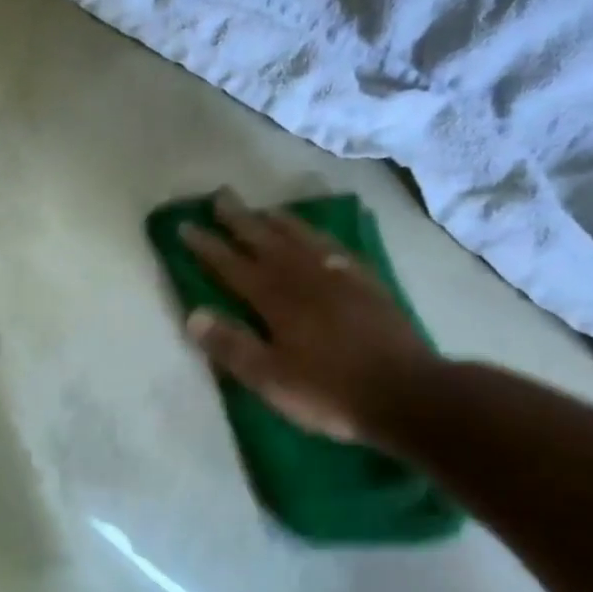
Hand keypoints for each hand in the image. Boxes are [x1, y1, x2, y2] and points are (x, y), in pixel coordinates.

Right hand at [180, 190, 445, 450]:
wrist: (406, 394)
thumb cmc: (329, 392)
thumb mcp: (270, 379)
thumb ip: (231, 345)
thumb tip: (193, 314)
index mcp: (277, 302)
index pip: (234, 268)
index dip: (208, 248)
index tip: (186, 226)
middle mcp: (306, 280)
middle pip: (267, 243)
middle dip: (241, 221)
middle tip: (221, 197)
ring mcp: (340, 280)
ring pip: (303, 241)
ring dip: (280, 223)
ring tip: (263, 209)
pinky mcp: (368, 288)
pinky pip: (338, 252)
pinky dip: (322, 240)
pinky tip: (319, 239)